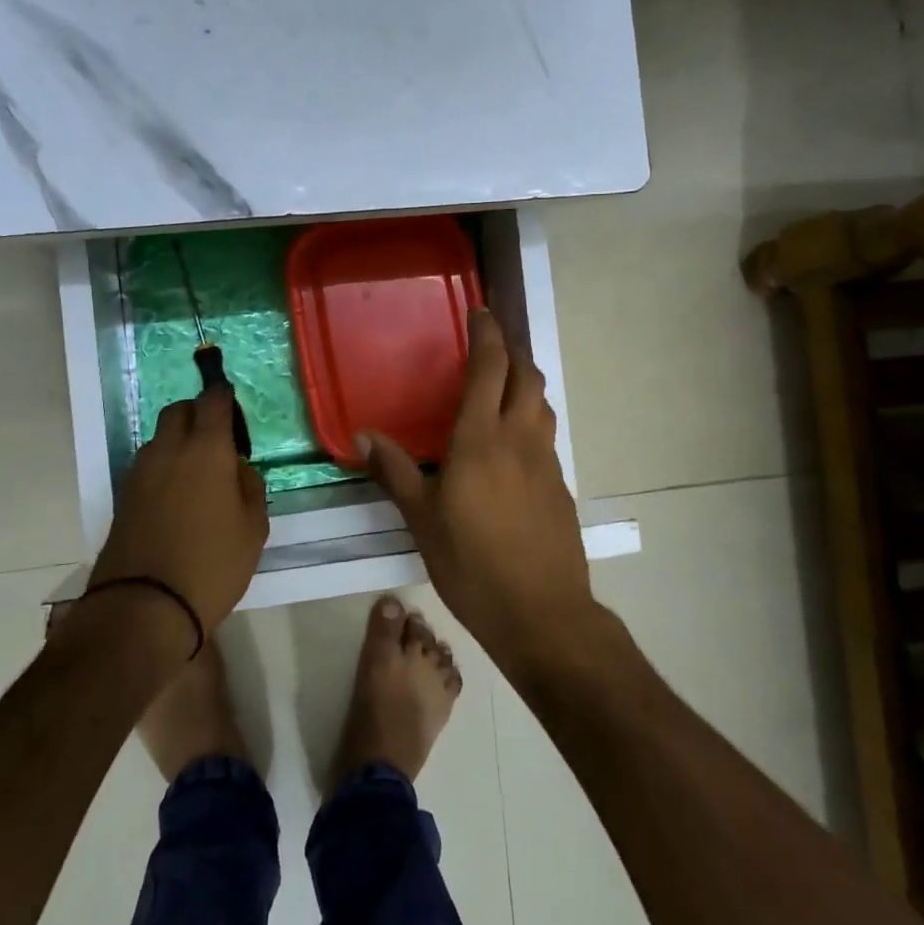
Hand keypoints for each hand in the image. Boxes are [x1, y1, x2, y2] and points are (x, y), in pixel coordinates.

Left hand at [90, 386, 268, 633]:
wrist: (145, 606)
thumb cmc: (212, 564)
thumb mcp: (253, 527)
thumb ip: (249, 486)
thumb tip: (236, 468)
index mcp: (207, 450)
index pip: (212, 400)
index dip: (224, 395)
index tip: (233, 405)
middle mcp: (169, 450)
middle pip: (179, 410)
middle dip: (198, 413)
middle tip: (219, 440)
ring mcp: (141, 472)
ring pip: (160, 437)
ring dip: (178, 440)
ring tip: (198, 472)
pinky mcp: (124, 496)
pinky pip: (148, 464)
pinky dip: (164, 465)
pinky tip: (178, 495)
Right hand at [361, 309, 592, 667]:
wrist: (541, 612)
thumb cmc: (472, 564)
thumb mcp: (422, 519)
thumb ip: (395, 472)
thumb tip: (363, 435)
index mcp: (482, 439)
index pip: (490, 368)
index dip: (487, 334)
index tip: (480, 312)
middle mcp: (520, 438)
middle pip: (526, 376)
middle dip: (512, 351)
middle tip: (490, 346)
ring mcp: (546, 462)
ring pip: (542, 404)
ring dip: (525, 383)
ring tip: (502, 386)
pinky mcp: (560, 486)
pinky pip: (545, 435)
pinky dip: (531, 419)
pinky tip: (513, 443)